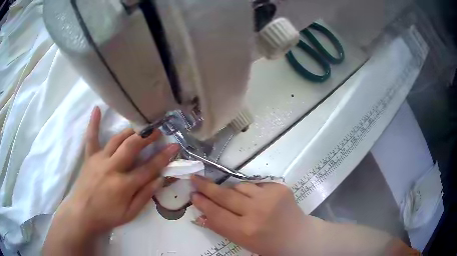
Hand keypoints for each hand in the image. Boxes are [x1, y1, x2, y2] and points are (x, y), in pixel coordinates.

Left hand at [43, 106, 178, 254]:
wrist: (83, 214)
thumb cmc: (108, 216)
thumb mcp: (131, 213)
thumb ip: (145, 195)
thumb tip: (160, 179)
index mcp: (124, 185)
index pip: (149, 168)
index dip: (164, 157)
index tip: (174, 147)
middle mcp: (112, 168)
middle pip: (132, 147)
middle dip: (147, 137)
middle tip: (157, 131)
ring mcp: (99, 160)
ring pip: (117, 140)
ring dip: (130, 132)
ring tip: (140, 128)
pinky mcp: (89, 158)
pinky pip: (91, 138)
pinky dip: (94, 123)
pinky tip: (97, 108)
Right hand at [190, 176, 319, 255]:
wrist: (298, 236)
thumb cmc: (268, 244)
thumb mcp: (242, 241)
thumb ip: (221, 227)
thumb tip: (201, 215)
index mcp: (246, 230)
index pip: (216, 214)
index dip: (202, 204)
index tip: (192, 195)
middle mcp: (257, 211)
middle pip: (225, 196)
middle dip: (207, 187)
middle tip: (195, 179)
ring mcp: (270, 196)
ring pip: (239, 186)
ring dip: (231, 190)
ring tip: (234, 198)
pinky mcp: (279, 187)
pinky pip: (255, 184)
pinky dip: (249, 190)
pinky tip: (254, 199)